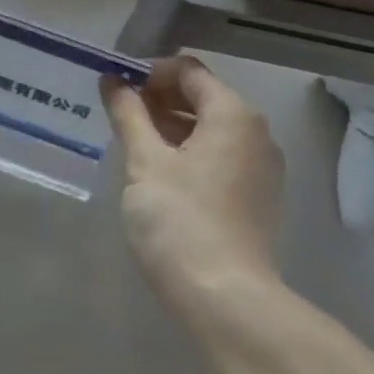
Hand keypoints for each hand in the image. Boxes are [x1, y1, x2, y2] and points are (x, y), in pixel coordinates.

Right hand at [102, 56, 284, 312]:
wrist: (227, 303)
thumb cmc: (181, 221)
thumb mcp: (144, 162)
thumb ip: (128, 114)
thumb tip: (112, 80)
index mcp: (232, 113)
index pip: (187, 71)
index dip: (149, 72)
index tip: (116, 88)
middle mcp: (255, 132)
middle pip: (202, 96)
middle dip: (159, 98)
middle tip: (120, 115)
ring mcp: (261, 167)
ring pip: (211, 127)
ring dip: (172, 125)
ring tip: (134, 142)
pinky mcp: (258, 197)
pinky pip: (220, 155)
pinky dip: (190, 151)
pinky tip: (160, 172)